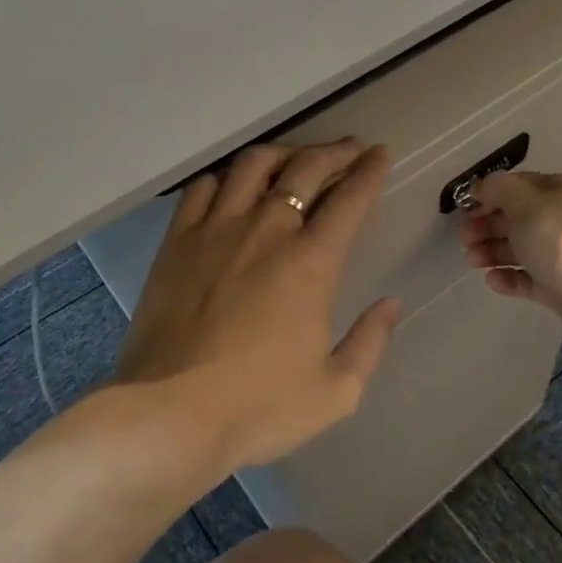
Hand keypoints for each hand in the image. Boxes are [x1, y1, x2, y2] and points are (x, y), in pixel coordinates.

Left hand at [117, 139, 400, 472]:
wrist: (170, 413)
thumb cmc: (258, 407)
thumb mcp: (336, 391)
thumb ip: (370, 342)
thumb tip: (391, 303)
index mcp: (311, 262)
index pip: (350, 198)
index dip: (369, 171)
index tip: (379, 155)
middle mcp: (266, 230)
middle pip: (304, 168)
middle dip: (334, 152)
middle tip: (348, 149)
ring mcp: (216, 229)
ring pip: (252, 165)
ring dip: (282, 153)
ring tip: (293, 158)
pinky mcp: (177, 241)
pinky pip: (203, 188)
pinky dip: (226, 178)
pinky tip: (233, 186)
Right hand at [456, 171, 561, 350]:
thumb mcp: (525, 201)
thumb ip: (497, 190)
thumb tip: (479, 188)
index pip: (520, 186)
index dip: (490, 194)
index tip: (464, 207)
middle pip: (518, 218)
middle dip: (487, 225)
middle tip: (463, 237)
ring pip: (521, 250)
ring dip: (493, 252)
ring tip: (472, 260)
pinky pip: (529, 280)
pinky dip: (510, 278)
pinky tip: (492, 280)